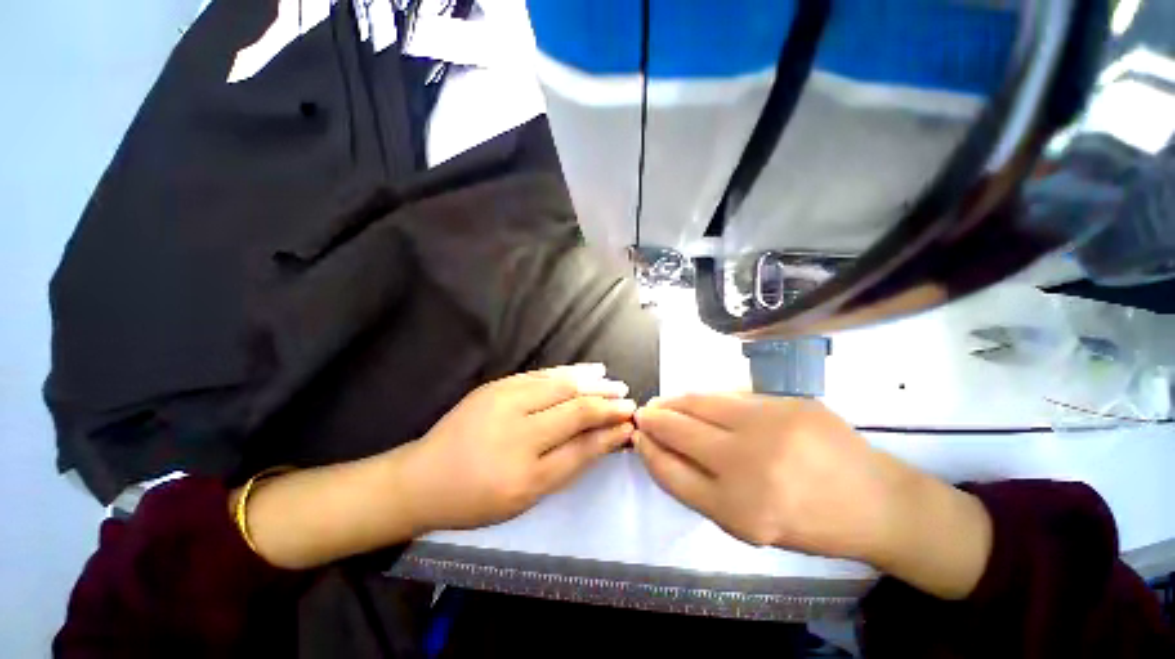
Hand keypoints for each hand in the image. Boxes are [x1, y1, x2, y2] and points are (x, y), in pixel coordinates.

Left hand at [402, 364, 636, 530]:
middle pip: (573, 406)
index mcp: (524, 468)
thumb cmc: (476, 497)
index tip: (630, 420)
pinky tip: (584, 370)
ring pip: (560, 383)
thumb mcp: (527, 495)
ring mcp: (504, 399)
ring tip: (612, 381)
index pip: (581, 439)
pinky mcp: (497, 385)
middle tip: (627, 398)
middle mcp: (516, 427)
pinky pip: (542, 374)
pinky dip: (568, 372)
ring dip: (591, 381)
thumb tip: (605, 438)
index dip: (609, 427)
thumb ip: (570, 462)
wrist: (422, 477)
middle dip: (605, 400)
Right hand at [633, 394, 991, 598]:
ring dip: (674, 401)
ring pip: (700, 403)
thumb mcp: (746, 524)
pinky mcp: (786, 402)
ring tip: (664, 403)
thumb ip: (700, 486)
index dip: (648, 450)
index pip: (670, 470)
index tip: (638, 437)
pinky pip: (730, 396)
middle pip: (678, 430)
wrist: (877, 502)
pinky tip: (698, 401)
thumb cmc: (807, 523)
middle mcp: (748, 465)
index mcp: (738, 510)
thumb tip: (662, 448)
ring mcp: (769, 426)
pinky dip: (706, 399)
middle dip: (653, 419)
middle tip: (643, 413)